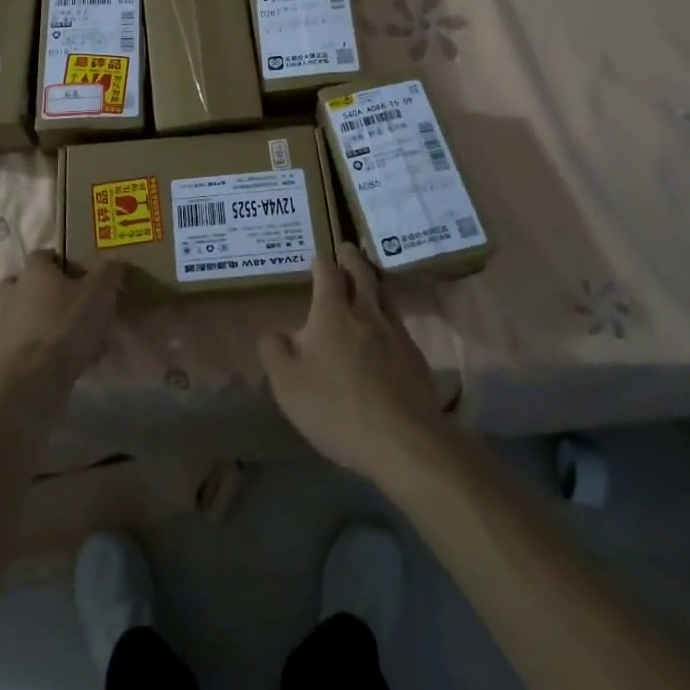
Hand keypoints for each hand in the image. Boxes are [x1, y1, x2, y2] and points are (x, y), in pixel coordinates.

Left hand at [0, 252, 121, 401]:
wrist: (35, 378)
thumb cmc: (67, 325)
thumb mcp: (100, 293)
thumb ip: (108, 273)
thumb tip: (114, 263)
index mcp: (34, 273)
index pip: (40, 255)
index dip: (56, 260)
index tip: (74, 271)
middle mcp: (14, 294)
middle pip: (20, 284)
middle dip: (39, 289)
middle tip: (64, 299)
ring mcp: (5, 326)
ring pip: (22, 316)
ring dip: (40, 321)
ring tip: (70, 336)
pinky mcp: (4, 356)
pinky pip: (26, 346)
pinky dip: (42, 350)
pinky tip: (65, 361)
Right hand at [260, 243, 452, 483]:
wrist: (403, 441)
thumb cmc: (336, 408)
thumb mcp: (287, 385)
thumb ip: (275, 351)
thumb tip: (274, 331)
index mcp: (332, 313)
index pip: (328, 273)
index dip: (322, 263)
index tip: (318, 258)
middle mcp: (366, 312)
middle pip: (361, 274)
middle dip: (352, 259)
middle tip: (347, 248)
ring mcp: (395, 332)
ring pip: (384, 295)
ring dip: (373, 281)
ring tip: (367, 278)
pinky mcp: (415, 356)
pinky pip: (398, 322)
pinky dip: (388, 313)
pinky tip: (385, 327)